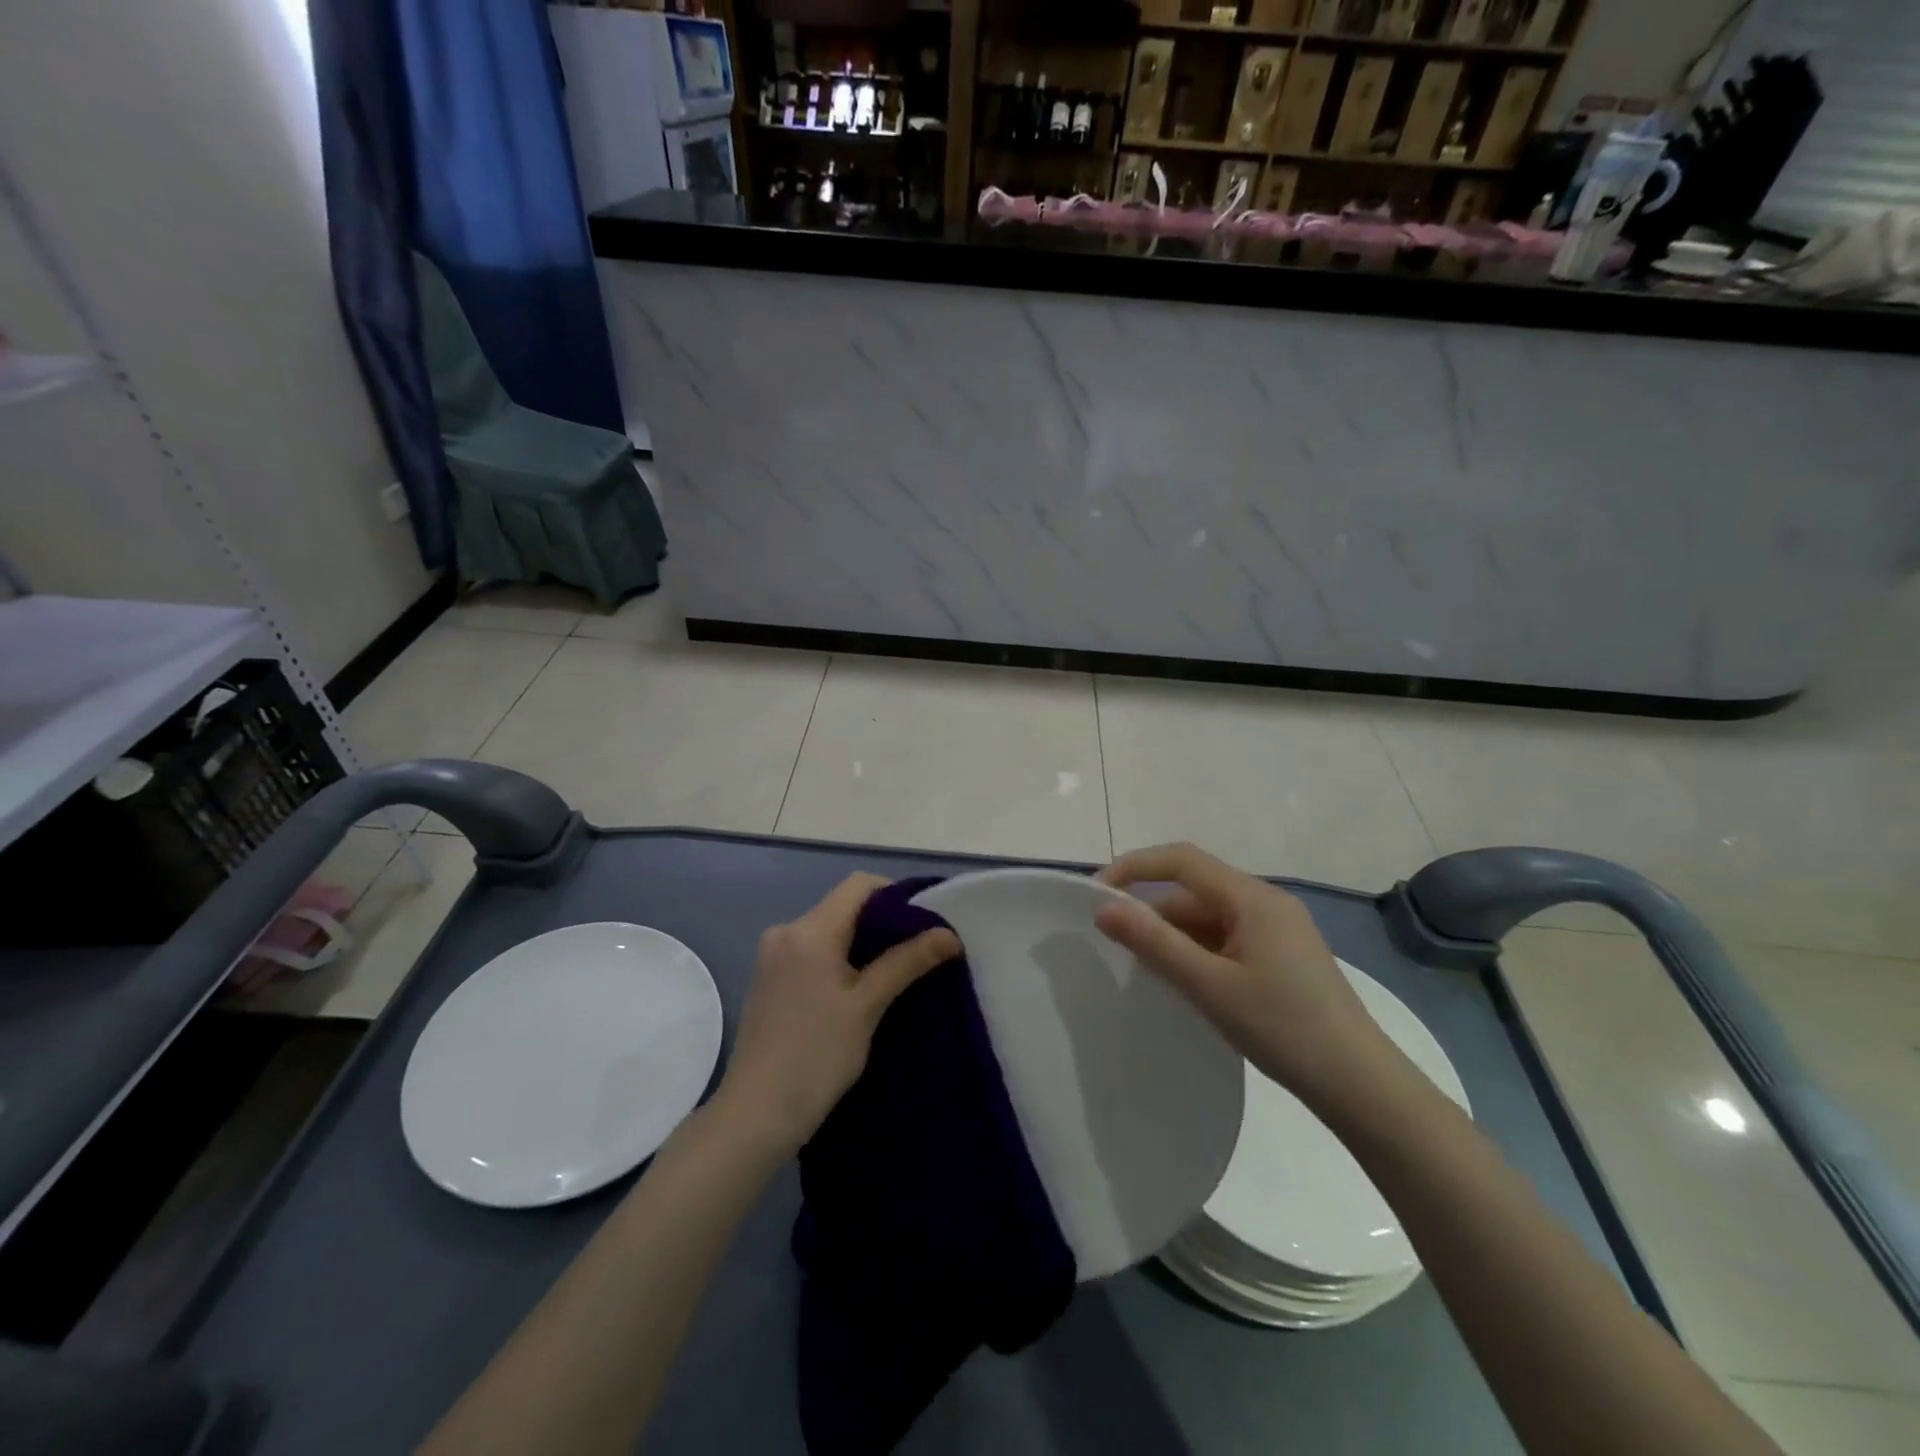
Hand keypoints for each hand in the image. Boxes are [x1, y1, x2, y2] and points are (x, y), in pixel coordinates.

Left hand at [715, 874, 958, 1157]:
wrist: (755, 1115)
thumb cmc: (816, 1056)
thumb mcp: (868, 1006)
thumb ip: (906, 962)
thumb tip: (949, 934)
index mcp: (808, 930)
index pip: (859, 885)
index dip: (896, 895)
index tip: (925, 923)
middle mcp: (785, 931)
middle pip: (843, 906)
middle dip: (882, 923)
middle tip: (918, 951)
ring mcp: (772, 956)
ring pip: (828, 931)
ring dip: (861, 944)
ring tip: (894, 973)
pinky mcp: (768, 980)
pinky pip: (812, 952)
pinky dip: (839, 960)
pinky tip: (858, 991)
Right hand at [1096, 843, 1392, 1109]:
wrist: (1361, 1085)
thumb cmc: (1283, 1028)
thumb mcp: (1209, 985)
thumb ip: (1154, 943)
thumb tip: (1104, 909)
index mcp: (1253, 898)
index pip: (1182, 860)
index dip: (1134, 867)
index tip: (1096, 894)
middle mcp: (1267, 902)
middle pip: (1195, 889)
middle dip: (1153, 910)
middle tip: (1116, 944)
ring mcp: (1279, 929)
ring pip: (1210, 916)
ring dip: (1174, 934)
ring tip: (1146, 969)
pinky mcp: (1283, 955)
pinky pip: (1227, 937)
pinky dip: (1198, 950)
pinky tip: (1185, 981)